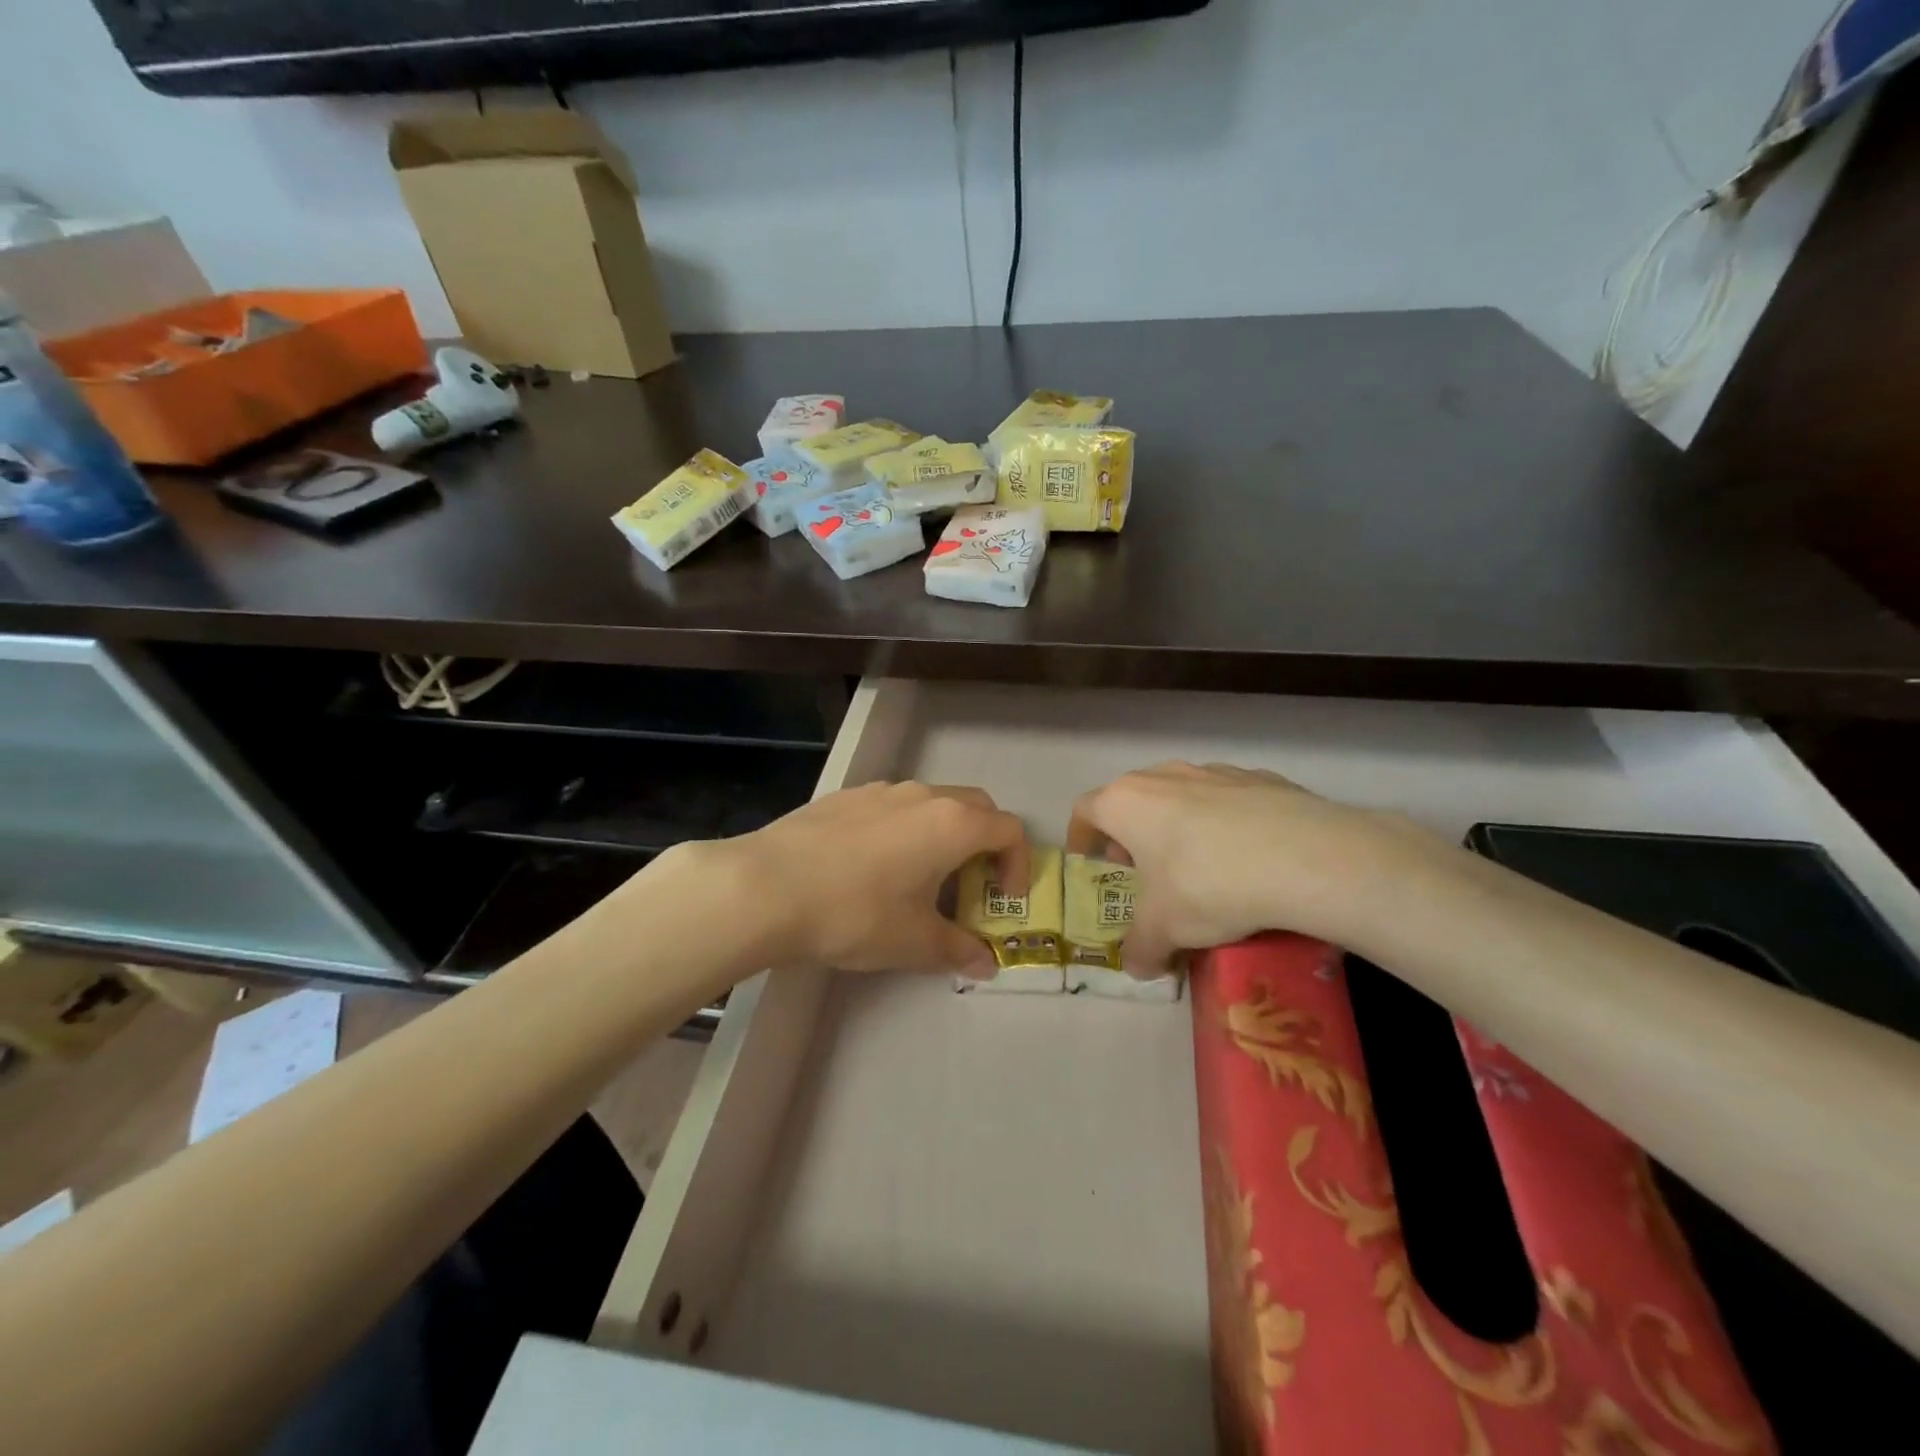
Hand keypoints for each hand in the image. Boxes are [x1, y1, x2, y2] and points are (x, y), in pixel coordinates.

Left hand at [687, 781, 1028, 977]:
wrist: (767, 886)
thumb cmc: (856, 913)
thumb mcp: (914, 941)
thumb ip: (958, 949)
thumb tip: (985, 964)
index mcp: (952, 824)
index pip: (1008, 830)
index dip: (1017, 865)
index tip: (1003, 899)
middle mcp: (922, 795)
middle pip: (974, 807)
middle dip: (984, 844)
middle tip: (969, 885)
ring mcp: (880, 790)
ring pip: (929, 804)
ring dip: (940, 835)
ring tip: (918, 879)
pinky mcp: (844, 796)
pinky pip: (890, 808)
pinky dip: (901, 831)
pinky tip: (870, 868)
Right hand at [1068, 762, 1446, 972]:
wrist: (1306, 858)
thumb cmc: (1207, 885)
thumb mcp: (1163, 930)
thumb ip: (1141, 949)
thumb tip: (1138, 968)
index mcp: (1126, 802)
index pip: (1086, 811)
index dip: (1082, 837)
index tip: (1090, 861)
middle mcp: (1164, 776)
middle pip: (1132, 799)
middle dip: (1131, 834)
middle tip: (1143, 869)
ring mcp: (1215, 771)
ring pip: (1181, 795)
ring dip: (1177, 825)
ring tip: (1198, 865)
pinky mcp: (1261, 777)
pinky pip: (1229, 800)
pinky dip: (1225, 823)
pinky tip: (1248, 857)